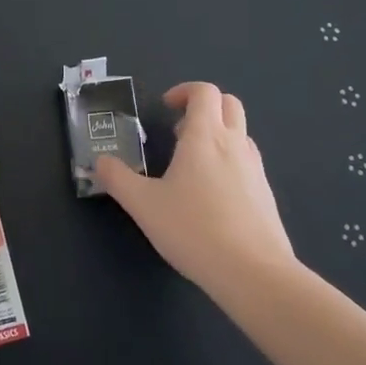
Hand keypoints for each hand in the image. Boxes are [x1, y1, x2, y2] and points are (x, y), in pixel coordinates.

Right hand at [95, 82, 292, 296]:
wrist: (254, 273)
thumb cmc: (194, 229)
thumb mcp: (143, 205)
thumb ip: (117, 179)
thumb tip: (99, 162)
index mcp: (205, 136)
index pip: (204, 92)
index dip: (184, 91)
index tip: (165, 108)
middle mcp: (235, 144)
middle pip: (229, 104)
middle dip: (204, 107)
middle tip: (178, 130)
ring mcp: (256, 169)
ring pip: (241, 133)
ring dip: (218, 135)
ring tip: (191, 164)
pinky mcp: (266, 195)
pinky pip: (248, 163)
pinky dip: (229, 162)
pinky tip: (212, 196)